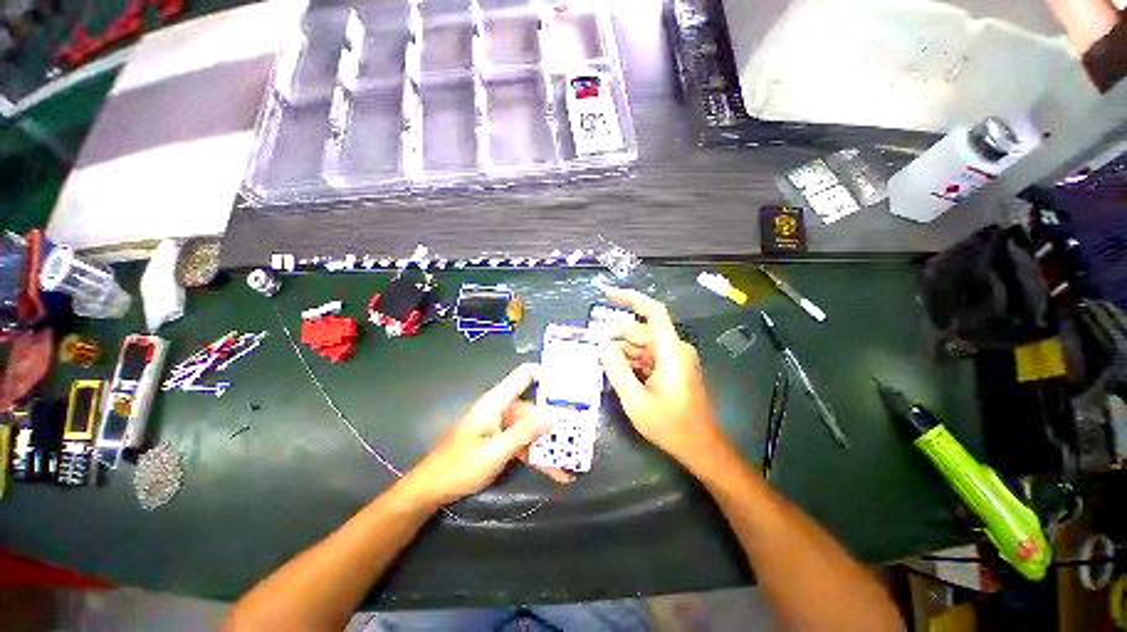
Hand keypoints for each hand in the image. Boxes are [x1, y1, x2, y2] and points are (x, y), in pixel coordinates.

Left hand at [401, 364, 571, 508]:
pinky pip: (524, 444)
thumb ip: (524, 432)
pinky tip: (556, 471)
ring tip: (572, 460)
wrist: (432, 489)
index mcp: (497, 402)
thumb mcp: (495, 451)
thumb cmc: (460, 466)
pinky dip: (539, 456)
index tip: (569, 383)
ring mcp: (502, 426)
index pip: (524, 376)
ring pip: (532, 429)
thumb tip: (552, 415)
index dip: (546, 373)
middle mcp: (502, 410)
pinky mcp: (501, 441)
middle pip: (534, 408)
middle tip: (581, 430)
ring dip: (550, 444)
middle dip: (556, 420)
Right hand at [602, 289, 726, 466]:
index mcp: (671, 351)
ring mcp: (674, 358)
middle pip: (641, 331)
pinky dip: (631, 361)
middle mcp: (674, 349)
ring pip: (642, 345)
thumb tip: (603, 346)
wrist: (699, 446)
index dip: (631, 298)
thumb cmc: (669, 425)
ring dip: (622, 351)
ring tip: (601, 362)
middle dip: (616, 336)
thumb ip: (617, 370)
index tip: (608, 294)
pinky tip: (616, 371)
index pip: (653, 312)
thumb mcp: (635, 400)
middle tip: (593, 347)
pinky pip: (647, 357)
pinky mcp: (671, 368)